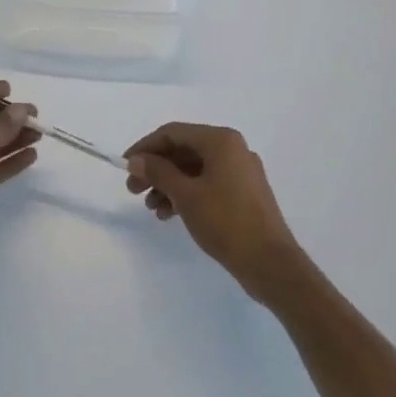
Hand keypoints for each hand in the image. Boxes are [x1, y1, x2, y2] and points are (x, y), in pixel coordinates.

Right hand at [124, 123, 304, 300]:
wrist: (270, 264)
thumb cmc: (226, 222)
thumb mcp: (186, 195)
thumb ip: (158, 172)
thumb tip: (136, 159)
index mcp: (221, 140)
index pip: (173, 132)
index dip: (145, 147)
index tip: (125, 167)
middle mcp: (233, 148)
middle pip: (184, 150)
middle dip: (156, 169)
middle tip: (133, 190)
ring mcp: (241, 171)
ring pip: (195, 168)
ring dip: (169, 184)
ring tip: (152, 208)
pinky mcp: (244, 193)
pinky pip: (208, 183)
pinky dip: (188, 193)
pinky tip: (171, 214)